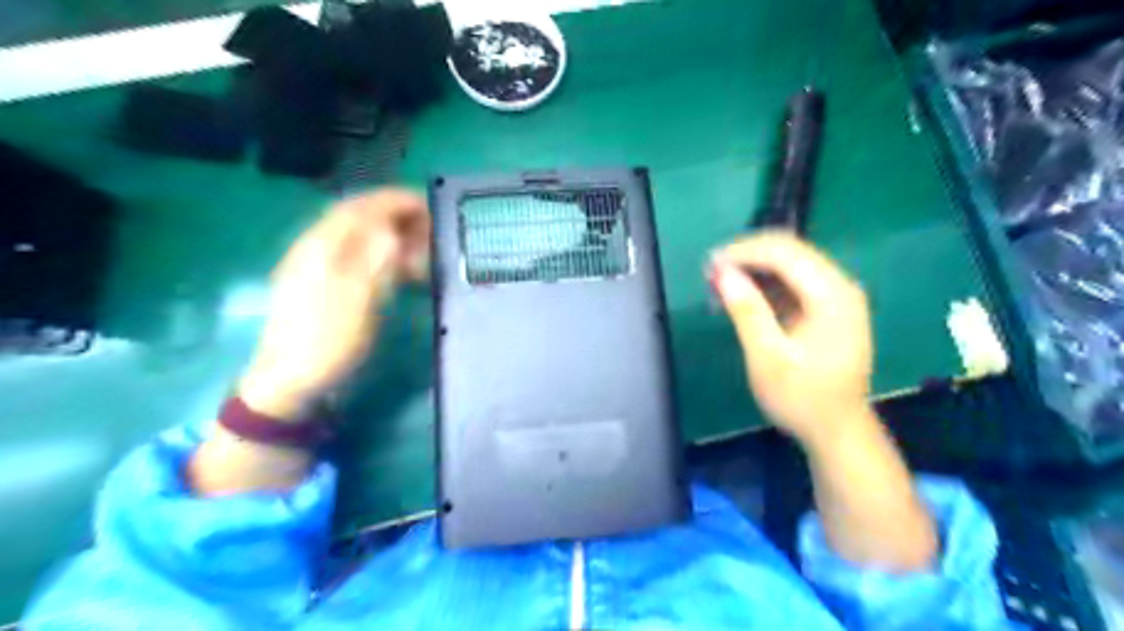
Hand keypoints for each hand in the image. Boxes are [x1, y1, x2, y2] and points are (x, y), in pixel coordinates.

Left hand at [240, 190, 429, 420]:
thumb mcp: (358, 300)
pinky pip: (356, 257)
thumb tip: (393, 229)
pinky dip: (382, 256)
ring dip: (391, 236)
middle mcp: (317, 248)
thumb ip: (375, 260)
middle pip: (358, 218)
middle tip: (429, 227)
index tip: (427, 204)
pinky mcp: (322, 285)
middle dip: (395, 215)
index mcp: (322, 246)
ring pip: (358, 237)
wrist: (290, 380)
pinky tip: (398, 270)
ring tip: (420, 249)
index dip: (394, 201)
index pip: (361, 208)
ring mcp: (317, 267)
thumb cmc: (328, 340)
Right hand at [710, 231, 877, 449]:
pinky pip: (794, 282)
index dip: (744, 252)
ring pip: (790, 264)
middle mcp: (840, 287)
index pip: (785, 252)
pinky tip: (741, 295)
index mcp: (832, 296)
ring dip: (754, 268)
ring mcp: (836, 297)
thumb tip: (723, 273)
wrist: (837, 431)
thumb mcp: (768, 358)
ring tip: (719, 282)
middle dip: (747, 257)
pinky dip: (765, 284)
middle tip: (710, 272)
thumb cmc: (802, 398)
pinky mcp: (828, 308)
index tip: (709, 264)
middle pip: (790, 252)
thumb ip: (747, 311)